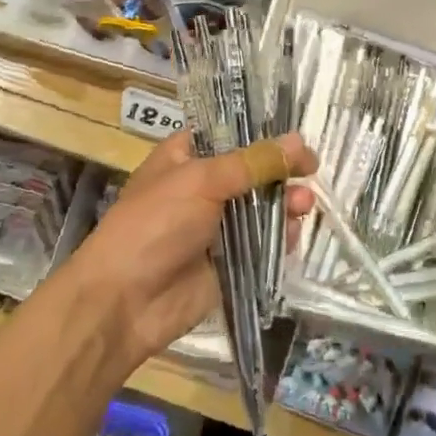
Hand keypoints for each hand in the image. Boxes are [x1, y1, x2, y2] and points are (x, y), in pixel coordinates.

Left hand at [67, 131, 317, 366]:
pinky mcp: (229, 262)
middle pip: (253, 171)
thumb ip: (253, 162)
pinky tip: (294, 233)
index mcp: (186, 157)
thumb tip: (300, 141)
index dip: (264, 133)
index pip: (230, 134)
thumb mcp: (202, 181)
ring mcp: (216, 226)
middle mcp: (203, 187)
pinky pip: (262, 244)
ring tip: (304, 204)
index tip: (297, 138)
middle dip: (282, 171)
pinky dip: (281, 237)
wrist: (124, 302)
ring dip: (286, 202)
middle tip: (311, 171)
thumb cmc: (154, 225)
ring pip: (262, 207)